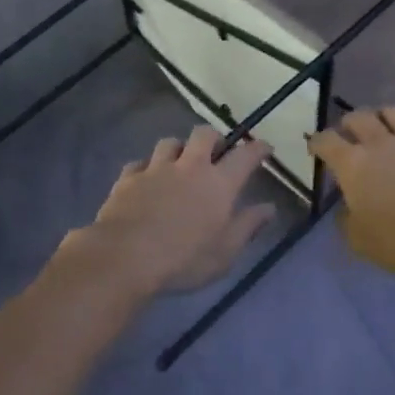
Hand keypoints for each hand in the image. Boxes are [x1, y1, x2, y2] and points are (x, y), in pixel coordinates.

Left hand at [59, 126, 275, 298]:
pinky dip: (147, 167)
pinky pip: (140, 163)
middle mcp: (189, 167)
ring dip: (179, 148)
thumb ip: (248, 226)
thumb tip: (269, 208)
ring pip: (169, 143)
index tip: (265, 148)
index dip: (258, 148)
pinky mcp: (128, 178)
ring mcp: (155, 169)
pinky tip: (146, 179)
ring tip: (180, 162)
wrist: (125, 256)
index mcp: (218, 184)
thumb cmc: (184, 260)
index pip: (245, 156)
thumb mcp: (225, 252)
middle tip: (218, 152)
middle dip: (214, 138)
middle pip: (204, 135)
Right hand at [308, 108, 394, 285]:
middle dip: (348, 123)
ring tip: (383, 127)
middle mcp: (380, 144)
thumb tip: (348, 208)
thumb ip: (346, 219)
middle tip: (349, 136)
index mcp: (353, 163)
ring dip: (384, 115)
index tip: (315, 149)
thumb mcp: (357, 239)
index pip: (325, 140)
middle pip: (359, 116)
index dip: (316, 142)